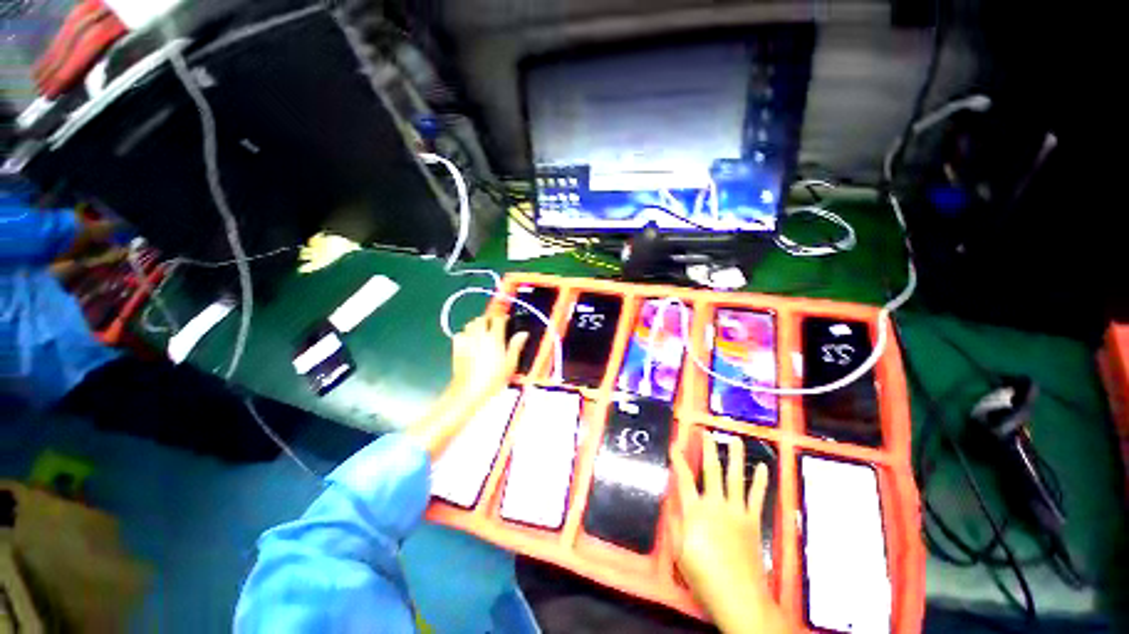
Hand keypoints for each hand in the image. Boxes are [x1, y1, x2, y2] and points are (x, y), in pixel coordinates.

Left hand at [450, 315, 528, 406]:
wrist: (469, 391)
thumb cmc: (492, 379)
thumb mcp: (510, 364)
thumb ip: (516, 346)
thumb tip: (523, 333)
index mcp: (494, 338)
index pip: (498, 318)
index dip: (503, 317)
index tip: (508, 321)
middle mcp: (479, 335)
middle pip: (482, 318)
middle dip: (489, 319)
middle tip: (495, 326)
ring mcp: (466, 340)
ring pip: (470, 323)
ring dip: (477, 324)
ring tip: (483, 332)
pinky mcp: (456, 347)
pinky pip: (460, 334)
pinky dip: (465, 334)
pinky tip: (470, 341)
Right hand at [668, 433, 786, 632]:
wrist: (739, 597)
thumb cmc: (704, 576)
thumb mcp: (679, 552)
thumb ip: (674, 523)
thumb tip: (671, 500)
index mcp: (695, 511)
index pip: (684, 479)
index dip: (678, 461)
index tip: (675, 446)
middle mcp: (716, 505)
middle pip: (711, 471)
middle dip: (708, 449)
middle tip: (707, 433)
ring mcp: (737, 511)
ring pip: (735, 477)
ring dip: (735, 457)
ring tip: (734, 440)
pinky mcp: (753, 521)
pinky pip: (757, 496)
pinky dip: (760, 481)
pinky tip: (763, 468)